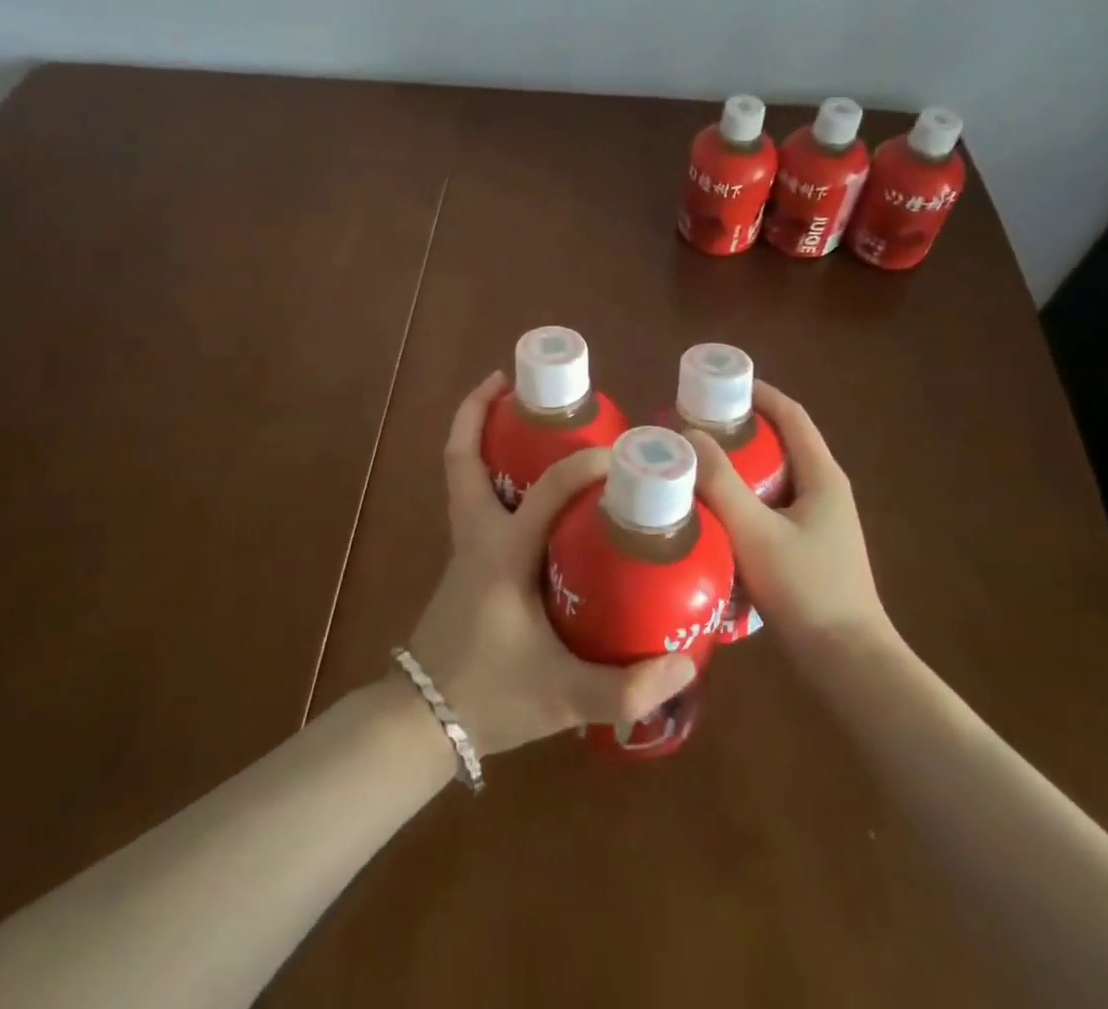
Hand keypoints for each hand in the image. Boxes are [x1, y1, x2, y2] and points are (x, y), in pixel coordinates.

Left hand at [406, 372, 698, 756]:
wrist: (421, 723)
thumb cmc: (488, 697)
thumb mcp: (562, 696)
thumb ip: (625, 687)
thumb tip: (686, 664)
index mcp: (502, 553)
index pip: (547, 491)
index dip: (584, 465)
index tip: (621, 454)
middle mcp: (478, 536)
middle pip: (462, 457)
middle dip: (480, 411)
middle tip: (517, 383)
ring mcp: (466, 546)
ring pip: (463, 474)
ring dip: (481, 435)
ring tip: (523, 415)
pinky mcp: (467, 561)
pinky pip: (474, 498)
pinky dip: (489, 472)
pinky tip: (528, 484)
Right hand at [688, 379, 893, 654]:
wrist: (848, 664)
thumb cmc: (806, 590)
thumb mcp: (755, 532)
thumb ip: (720, 483)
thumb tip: (686, 436)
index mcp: (822, 476)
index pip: (791, 415)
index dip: (757, 393)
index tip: (716, 384)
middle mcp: (825, 490)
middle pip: (780, 442)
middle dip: (738, 428)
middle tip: (693, 426)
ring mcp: (819, 522)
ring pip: (773, 477)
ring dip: (737, 465)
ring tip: (695, 464)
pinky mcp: (808, 548)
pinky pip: (770, 505)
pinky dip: (742, 497)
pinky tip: (713, 511)